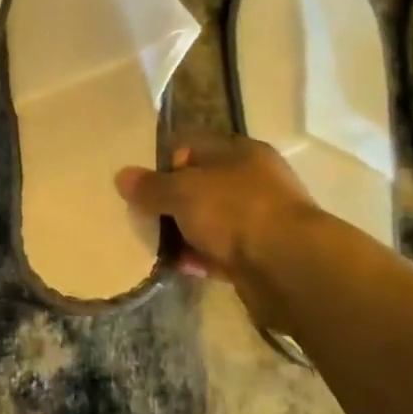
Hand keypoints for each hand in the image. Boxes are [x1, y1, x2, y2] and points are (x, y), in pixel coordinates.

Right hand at [116, 135, 316, 280]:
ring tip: (151, 243)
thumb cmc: (235, 211)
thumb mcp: (183, 191)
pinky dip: (199, 257)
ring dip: (184, 232)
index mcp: (240, 152)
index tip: (139, 182)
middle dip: (171, 201)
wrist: (290, 267)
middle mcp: (253, 181)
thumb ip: (151, 186)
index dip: (164, 161)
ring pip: (210, 221)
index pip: (194, 146)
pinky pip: (220, 252)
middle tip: (140, 214)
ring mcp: (259, 220)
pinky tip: (175, 265)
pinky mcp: (260, 256)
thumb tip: (122, 176)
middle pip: (201, 186)